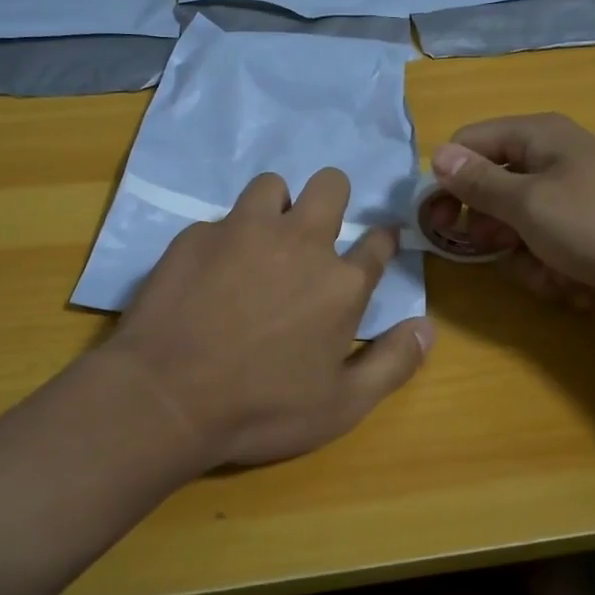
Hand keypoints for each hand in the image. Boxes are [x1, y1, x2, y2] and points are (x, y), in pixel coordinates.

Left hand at [107, 169, 432, 466]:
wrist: (166, 397)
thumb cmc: (262, 409)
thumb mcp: (342, 405)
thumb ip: (393, 363)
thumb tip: (428, 327)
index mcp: (341, 282)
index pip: (378, 243)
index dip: (382, 241)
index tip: (377, 244)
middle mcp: (299, 242)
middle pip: (331, 186)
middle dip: (333, 198)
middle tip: (316, 233)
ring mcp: (244, 231)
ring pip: (272, 186)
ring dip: (276, 207)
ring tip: (261, 242)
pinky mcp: (197, 235)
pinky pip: (221, 220)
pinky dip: (225, 238)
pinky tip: (210, 272)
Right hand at [424, 113, 594, 327]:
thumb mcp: (528, 205)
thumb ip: (478, 183)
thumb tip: (437, 155)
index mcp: (536, 137)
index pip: (467, 146)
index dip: (446, 183)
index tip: (436, 225)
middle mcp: (552, 159)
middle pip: (490, 192)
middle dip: (493, 232)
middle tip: (503, 250)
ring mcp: (573, 197)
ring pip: (517, 229)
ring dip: (527, 261)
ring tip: (556, 273)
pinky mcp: (589, 231)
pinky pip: (547, 248)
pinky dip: (555, 270)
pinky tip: (580, 284)